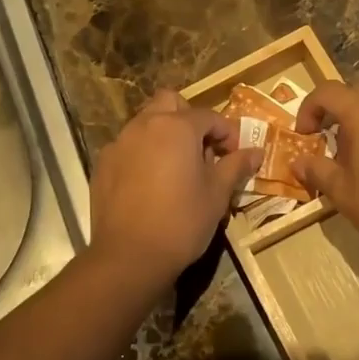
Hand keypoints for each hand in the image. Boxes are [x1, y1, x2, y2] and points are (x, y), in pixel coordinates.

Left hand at [88, 90, 261, 288]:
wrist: (129, 257)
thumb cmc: (182, 222)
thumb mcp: (217, 194)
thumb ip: (236, 166)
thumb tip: (256, 152)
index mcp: (177, 127)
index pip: (209, 116)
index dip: (227, 133)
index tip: (234, 155)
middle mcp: (144, 125)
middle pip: (170, 103)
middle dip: (189, 118)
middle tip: (202, 149)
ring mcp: (119, 143)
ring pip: (146, 123)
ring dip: (164, 134)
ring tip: (177, 167)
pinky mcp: (102, 164)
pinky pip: (127, 146)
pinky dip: (143, 153)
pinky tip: (151, 183)